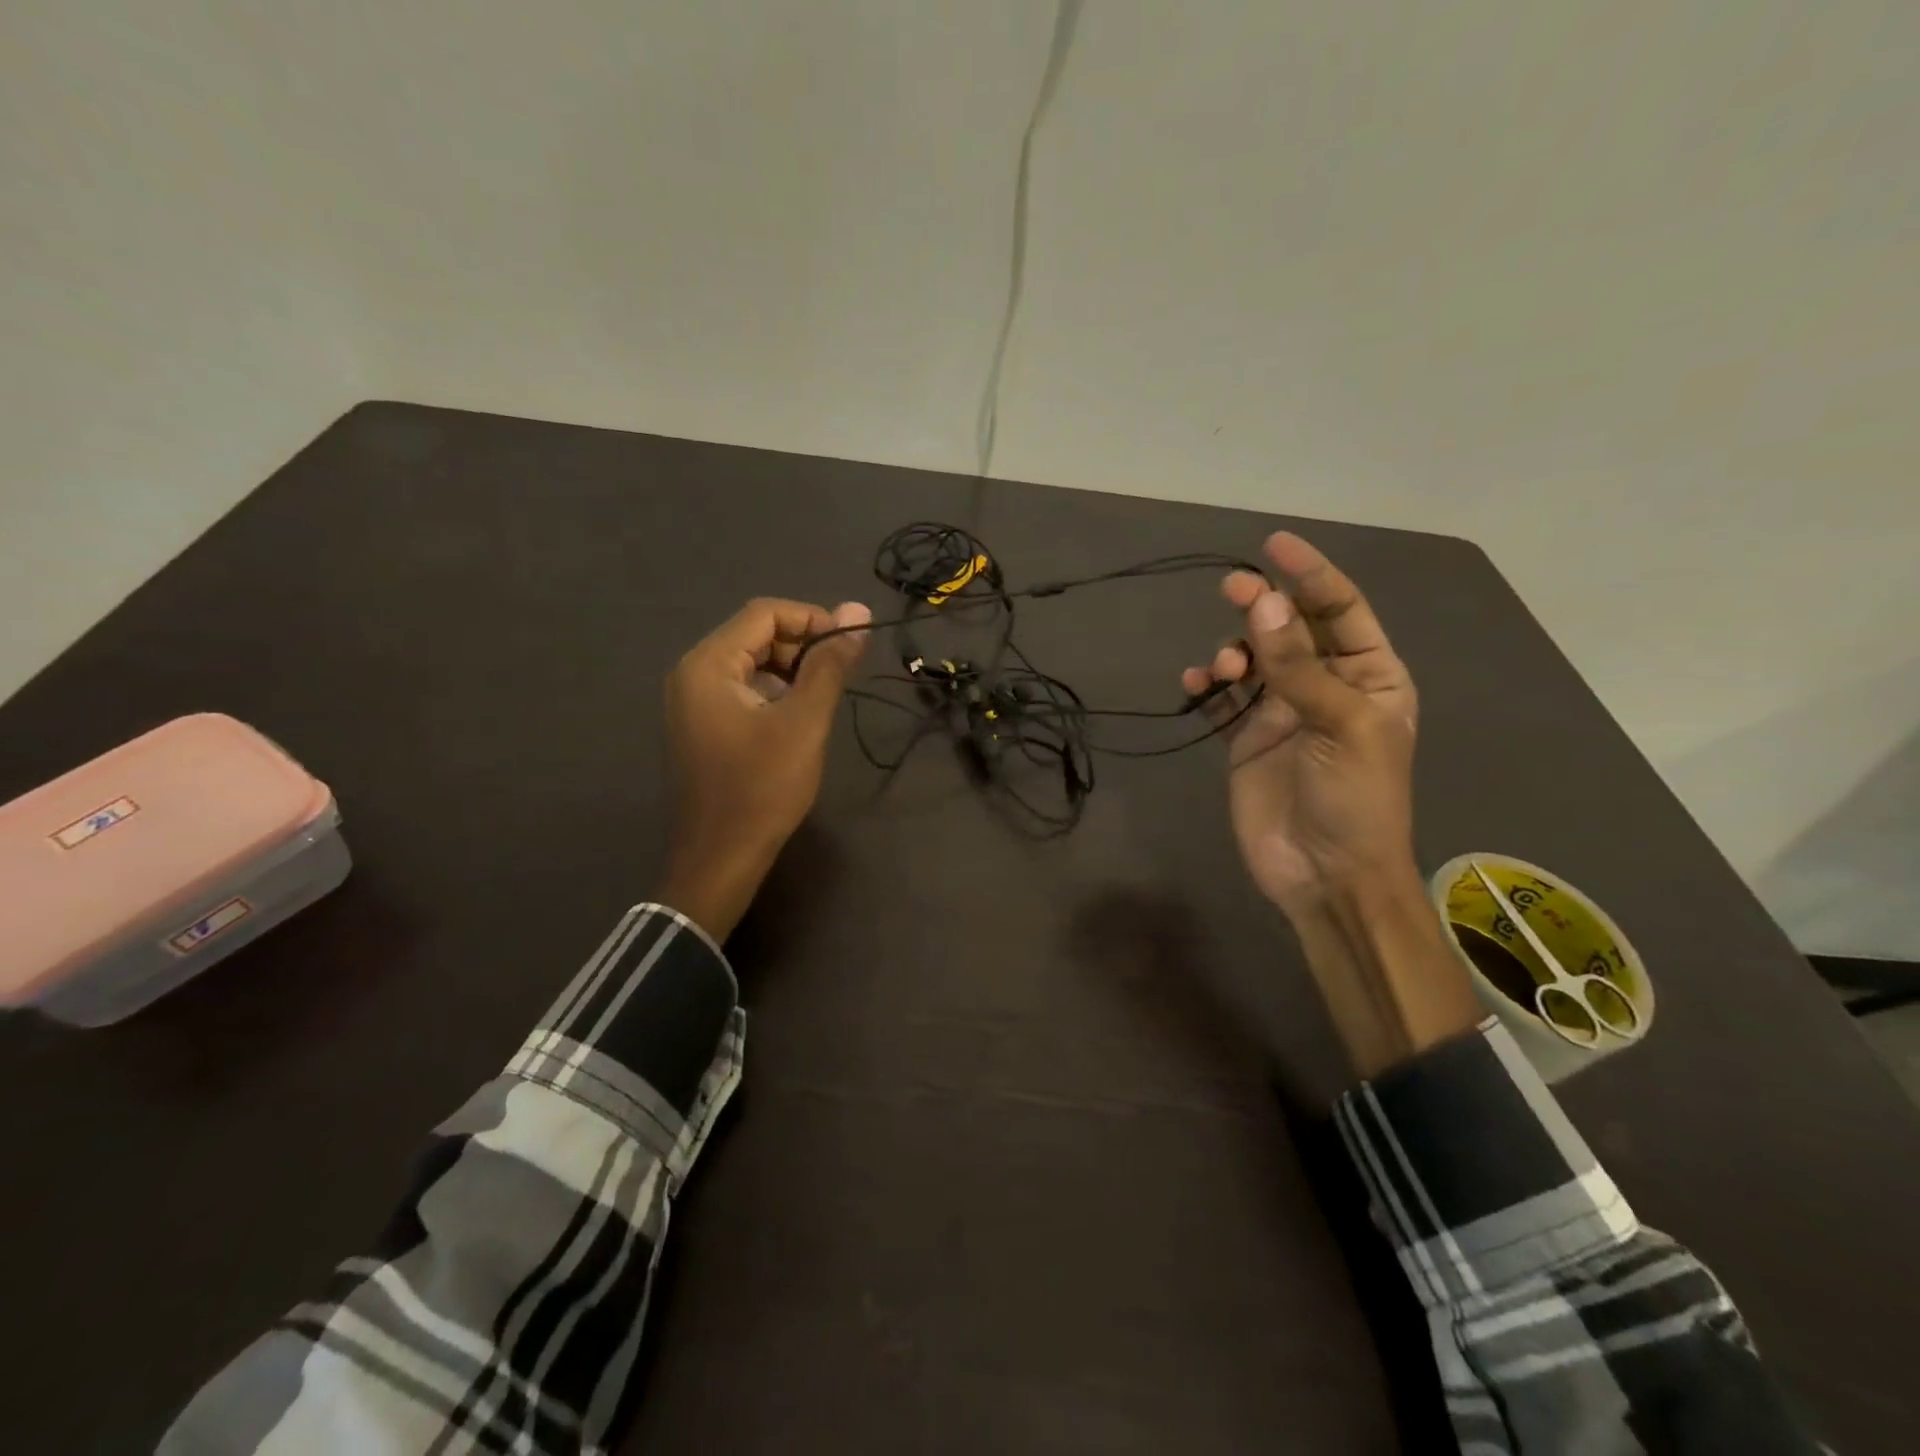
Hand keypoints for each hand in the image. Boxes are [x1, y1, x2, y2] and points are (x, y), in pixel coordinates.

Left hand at [659, 598, 870, 939]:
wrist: (720, 860)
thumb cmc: (762, 789)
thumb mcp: (804, 722)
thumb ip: (830, 664)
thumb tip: (858, 608)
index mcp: (708, 665)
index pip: (764, 613)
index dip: (813, 619)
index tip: (851, 646)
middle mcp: (692, 674)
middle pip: (755, 635)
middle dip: (802, 647)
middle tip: (839, 677)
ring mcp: (692, 702)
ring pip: (751, 664)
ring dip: (791, 672)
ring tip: (822, 702)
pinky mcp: (702, 726)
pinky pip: (741, 691)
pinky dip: (774, 694)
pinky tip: (798, 721)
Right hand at [1181, 532, 1419, 915]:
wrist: (1327, 876)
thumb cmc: (1356, 799)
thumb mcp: (1341, 725)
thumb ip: (1297, 665)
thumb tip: (1261, 601)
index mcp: (1370, 676)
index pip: (1340, 610)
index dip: (1310, 574)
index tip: (1273, 545)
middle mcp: (1326, 685)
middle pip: (1290, 628)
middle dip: (1262, 605)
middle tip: (1231, 588)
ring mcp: (1282, 712)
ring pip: (1252, 659)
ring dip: (1234, 652)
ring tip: (1223, 671)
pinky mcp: (1245, 739)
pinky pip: (1222, 700)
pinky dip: (1207, 686)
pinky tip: (1196, 686)